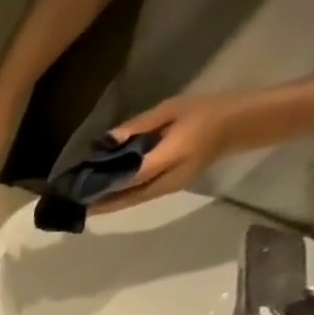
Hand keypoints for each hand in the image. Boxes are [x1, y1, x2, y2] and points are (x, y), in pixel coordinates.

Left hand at [87, 93, 253, 215]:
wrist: (240, 124)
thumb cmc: (205, 111)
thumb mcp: (171, 110)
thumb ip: (139, 126)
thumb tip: (108, 141)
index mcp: (170, 156)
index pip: (129, 176)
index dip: (103, 183)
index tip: (79, 186)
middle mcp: (167, 179)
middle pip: (127, 196)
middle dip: (100, 202)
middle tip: (73, 203)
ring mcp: (170, 187)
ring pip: (132, 201)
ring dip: (108, 204)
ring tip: (83, 204)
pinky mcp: (170, 187)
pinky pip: (140, 197)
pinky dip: (121, 199)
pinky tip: (105, 198)